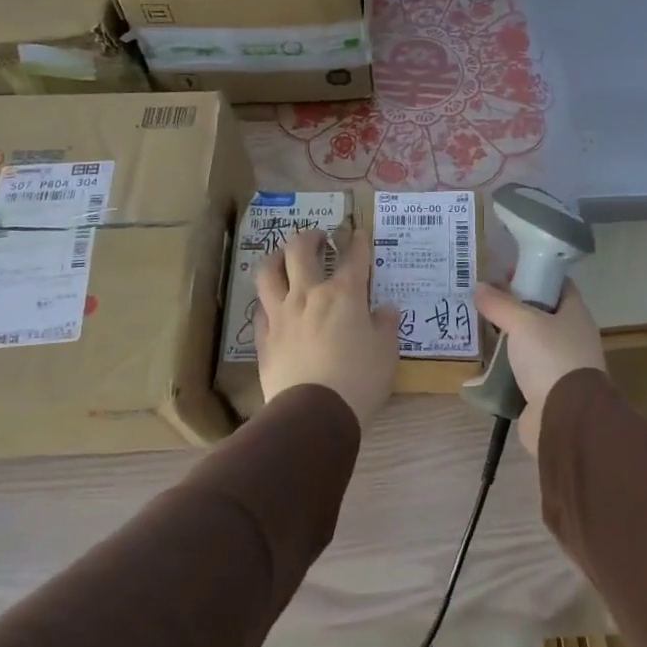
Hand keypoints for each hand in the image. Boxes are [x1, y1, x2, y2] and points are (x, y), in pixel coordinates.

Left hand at [256, 227, 399, 429]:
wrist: (314, 413)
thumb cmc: (359, 379)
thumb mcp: (386, 352)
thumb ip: (385, 325)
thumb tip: (385, 308)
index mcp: (344, 294)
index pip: (353, 257)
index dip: (358, 241)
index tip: (359, 233)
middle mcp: (308, 295)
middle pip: (300, 251)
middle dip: (310, 237)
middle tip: (318, 238)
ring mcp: (281, 315)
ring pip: (269, 272)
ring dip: (276, 258)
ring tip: (284, 257)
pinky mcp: (264, 338)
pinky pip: (260, 309)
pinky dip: (267, 300)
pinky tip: (272, 304)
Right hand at [472, 280, 604, 455]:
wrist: (566, 418)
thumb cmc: (551, 358)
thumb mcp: (523, 323)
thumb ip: (500, 304)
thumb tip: (479, 286)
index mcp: (575, 313)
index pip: (557, 283)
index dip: (534, 273)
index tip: (506, 272)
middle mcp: (572, 336)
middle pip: (542, 312)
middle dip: (515, 306)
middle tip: (485, 300)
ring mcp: (561, 364)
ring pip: (531, 342)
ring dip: (509, 337)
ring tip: (480, 327)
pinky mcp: (546, 390)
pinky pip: (523, 370)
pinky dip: (507, 365)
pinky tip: (486, 361)